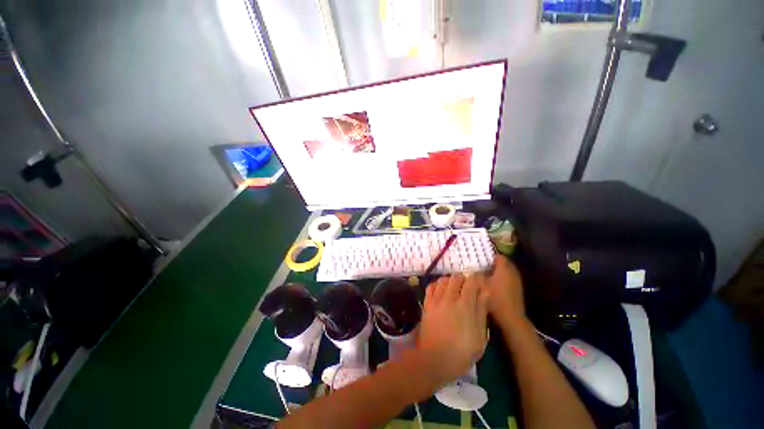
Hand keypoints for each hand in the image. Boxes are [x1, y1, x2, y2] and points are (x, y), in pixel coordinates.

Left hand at [416, 274, 488, 387]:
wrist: (434, 360)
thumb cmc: (461, 352)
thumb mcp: (479, 337)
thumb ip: (482, 311)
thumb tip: (486, 292)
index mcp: (465, 305)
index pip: (471, 281)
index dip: (476, 279)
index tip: (480, 283)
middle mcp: (449, 297)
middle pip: (456, 277)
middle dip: (464, 279)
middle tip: (468, 288)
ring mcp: (436, 300)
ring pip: (443, 279)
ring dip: (450, 281)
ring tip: (454, 290)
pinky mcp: (426, 304)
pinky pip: (431, 286)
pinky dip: (437, 285)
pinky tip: (441, 291)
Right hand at [483, 256, 525, 326]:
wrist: (511, 317)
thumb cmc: (495, 299)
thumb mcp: (481, 285)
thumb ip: (476, 275)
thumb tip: (472, 269)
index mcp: (504, 268)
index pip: (499, 256)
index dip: (490, 256)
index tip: (481, 259)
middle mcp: (512, 272)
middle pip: (504, 262)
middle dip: (494, 263)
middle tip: (482, 266)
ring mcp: (517, 280)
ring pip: (507, 270)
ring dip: (499, 271)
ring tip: (487, 274)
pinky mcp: (518, 288)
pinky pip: (509, 277)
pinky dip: (503, 278)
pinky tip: (494, 284)